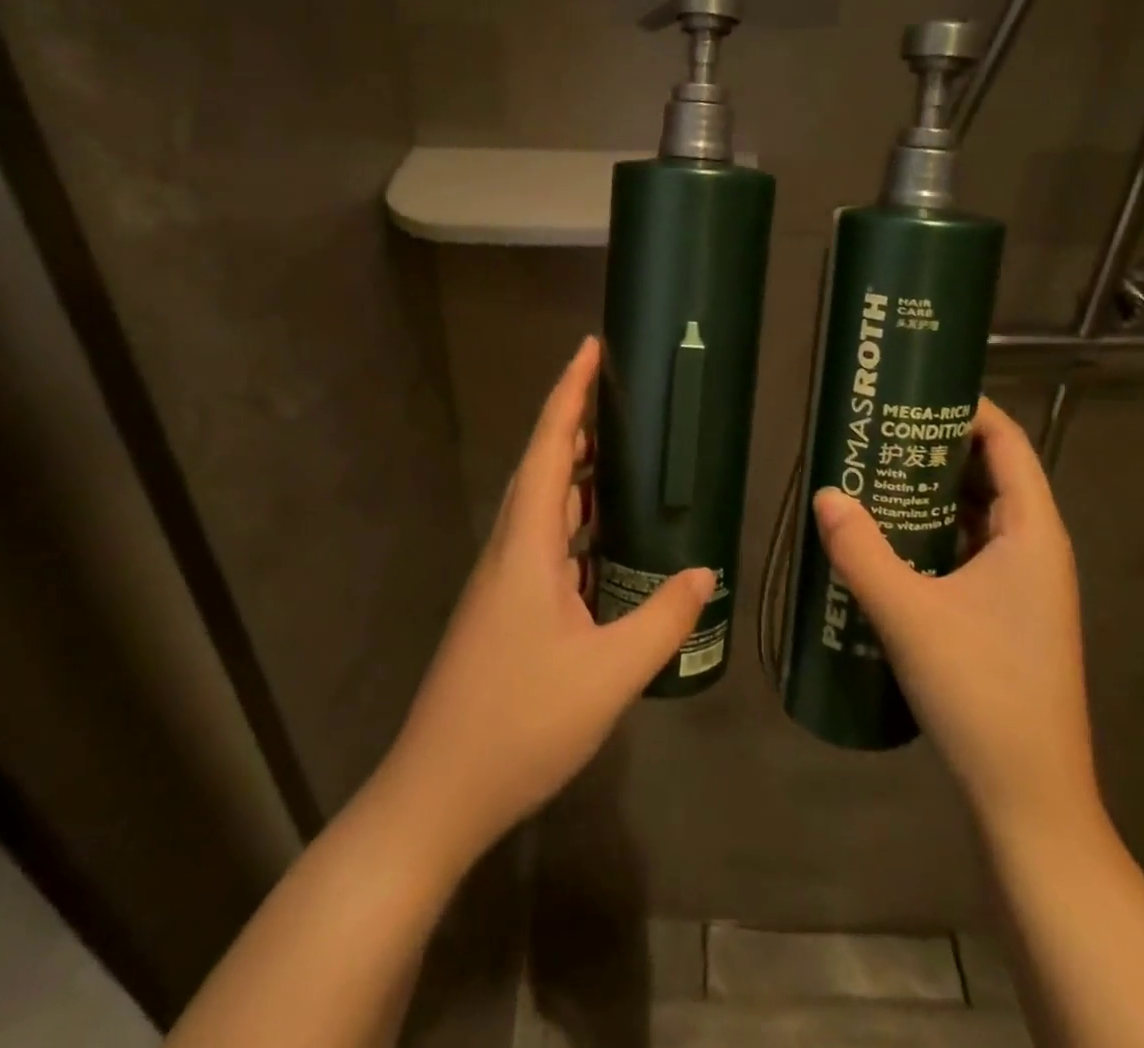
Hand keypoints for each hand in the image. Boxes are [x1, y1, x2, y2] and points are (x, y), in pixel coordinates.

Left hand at [383, 336, 713, 865]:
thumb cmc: (520, 722)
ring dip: (575, 472)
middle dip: (575, 422)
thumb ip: (662, 618)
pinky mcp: (504, 609)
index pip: (550, 449)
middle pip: (542, 466)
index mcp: (527, 545)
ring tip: (620, 453)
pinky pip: (543, 543)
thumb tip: (705, 571)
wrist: (438, 793)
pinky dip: (574, 522)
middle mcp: (509, 549)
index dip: (569, 394)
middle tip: (620, 396)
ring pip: (541, 506)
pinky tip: (604, 538)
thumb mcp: (609, 673)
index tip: (589, 349)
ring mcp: (502, 581)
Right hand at [812, 397, 1099, 844]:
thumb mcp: (909, 614)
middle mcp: (1036, 548)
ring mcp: (1024, 584)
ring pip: (979, 513)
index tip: (913, 389)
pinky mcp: (1006, 612)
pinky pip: (970, 548)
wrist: (1028, 796)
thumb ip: (861, 551)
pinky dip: (935, 529)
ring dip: (933, 489)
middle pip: (991, 472)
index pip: (1008, 442)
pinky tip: (890, 535)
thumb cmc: (981, 691)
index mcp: (1032, 533)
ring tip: (876, 469)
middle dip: (938, 444)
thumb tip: (824, 494)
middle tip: (878, 428)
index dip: (967, 408)